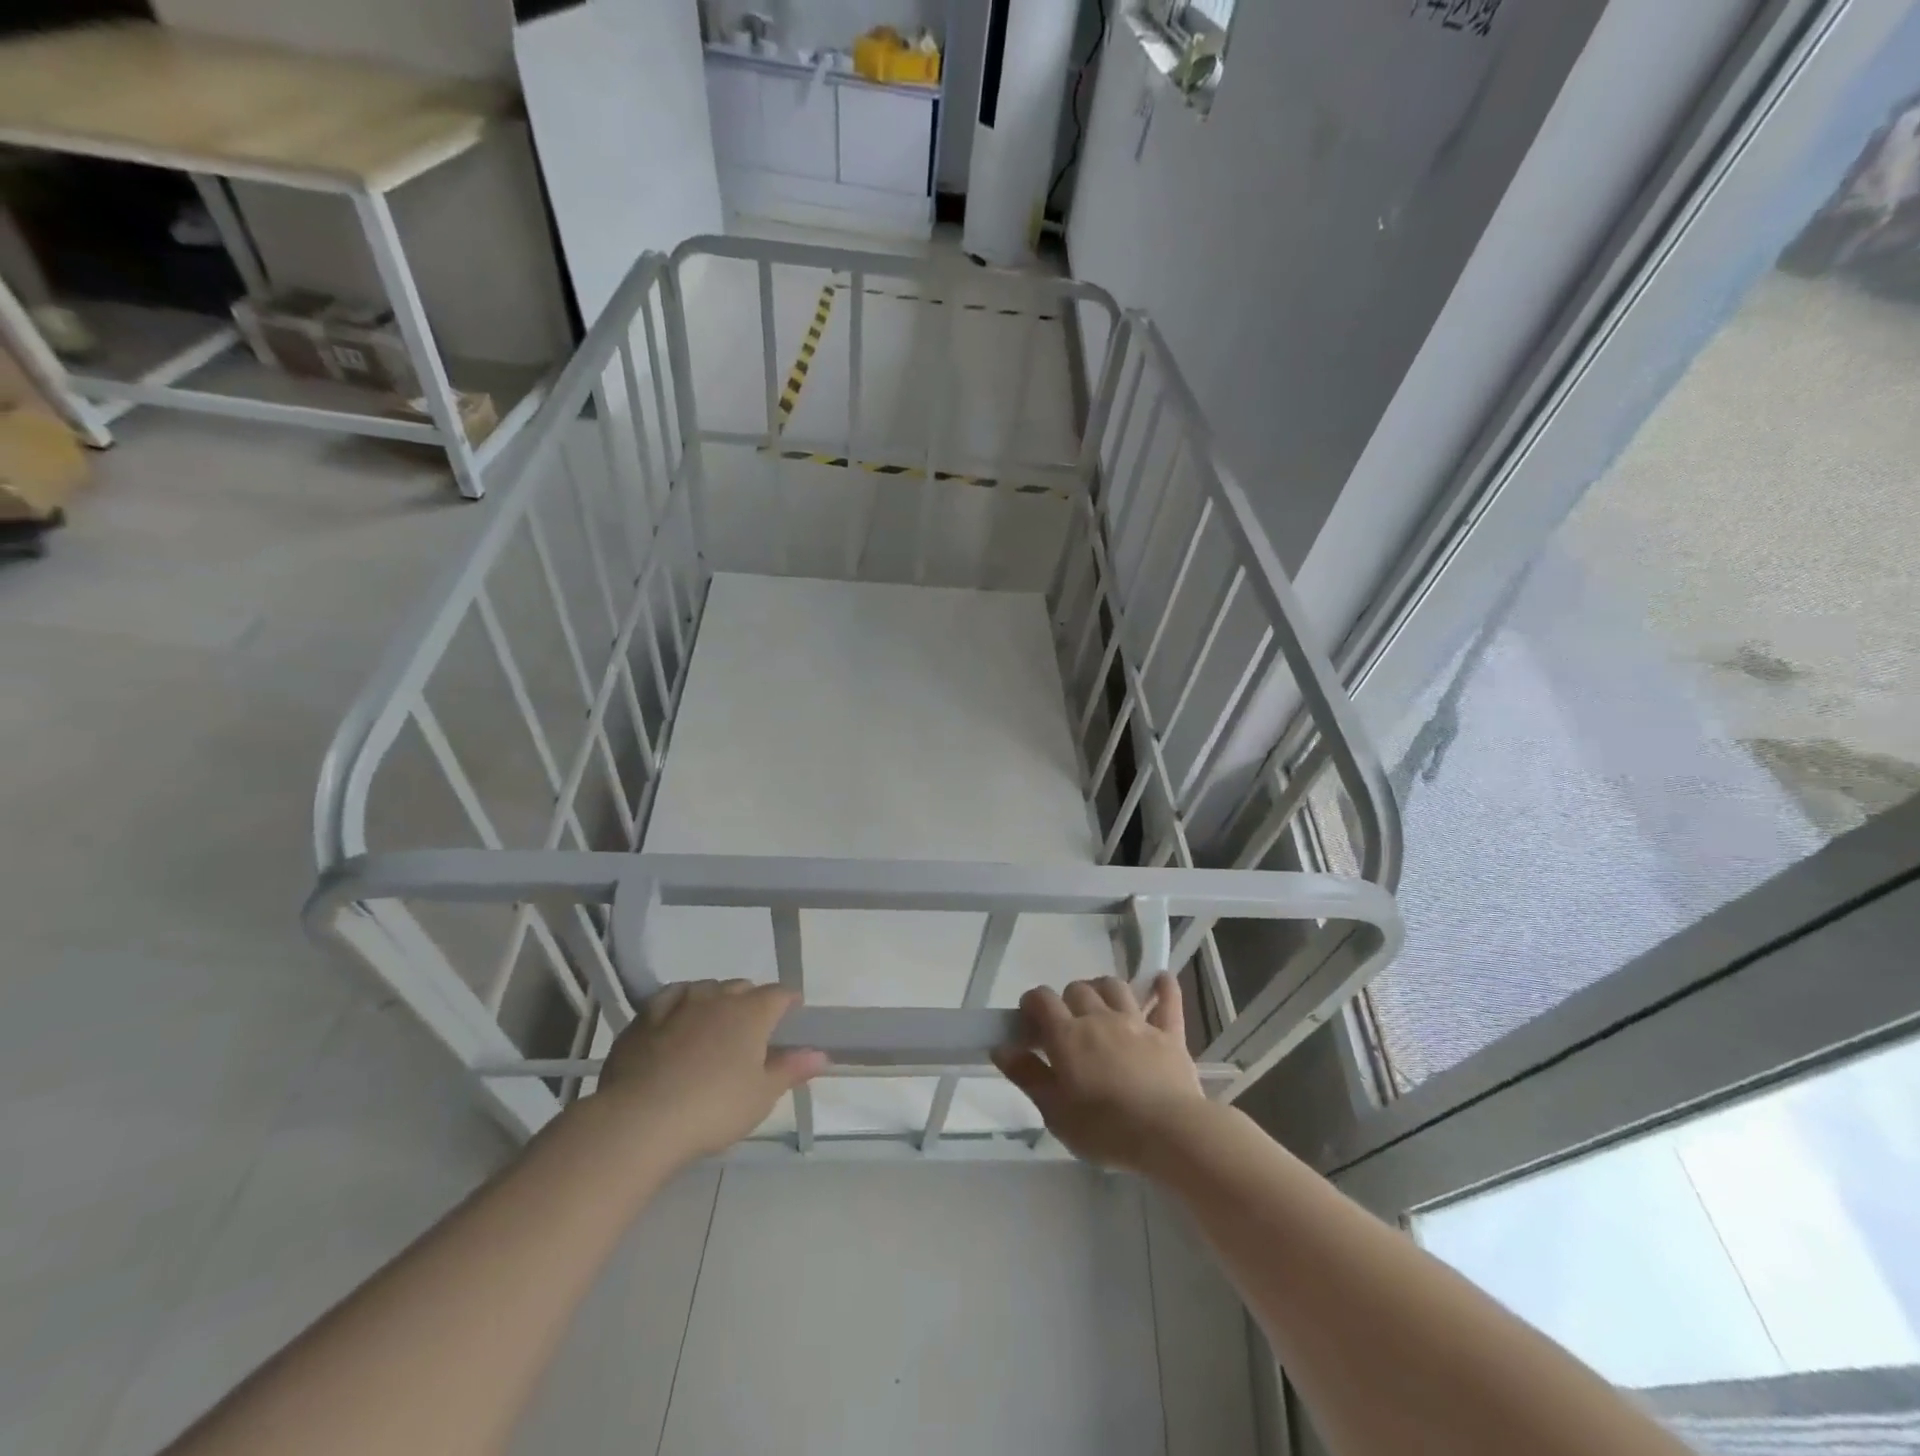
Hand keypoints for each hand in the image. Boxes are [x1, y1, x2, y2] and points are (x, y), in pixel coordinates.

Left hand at [594, 980, 826, 1164]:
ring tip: (715, 1021)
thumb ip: (791, 1069)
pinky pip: (670, 997)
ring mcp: (679, 1004)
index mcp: (752, 1012)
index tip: (792, 1014)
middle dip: (751, 1001)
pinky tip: (677, 1016)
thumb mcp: (762, 1095)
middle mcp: (718, 998)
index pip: (780, 994)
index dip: (789, 1002)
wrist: (641, 1119)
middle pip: (742, 987)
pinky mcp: (645, 1018)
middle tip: (752, 1028)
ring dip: (716, 999)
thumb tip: (821, 1054)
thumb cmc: (714, 1108)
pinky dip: (679, 1002)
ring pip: (706, 988)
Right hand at [992, 974, 1207, 1171]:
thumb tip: (1001, 1047)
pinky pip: (1168, 1001)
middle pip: (1078, 988)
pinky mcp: (1169, 1034)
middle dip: (1067, 999)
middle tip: (1066, 1025)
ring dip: (1103, 989)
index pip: (1042, 999)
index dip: (1032, 1004)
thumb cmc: (1105, 1129)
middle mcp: (1099, 1017)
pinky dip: (1163, 988)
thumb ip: (1027, 1075)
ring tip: (1100, 1005)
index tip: (1029, 1022)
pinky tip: (1160, 979)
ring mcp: (1137, 1022)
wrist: (1169, 1133)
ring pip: (1115, 986)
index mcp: (1067, 1035)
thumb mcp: (1055, 1112)